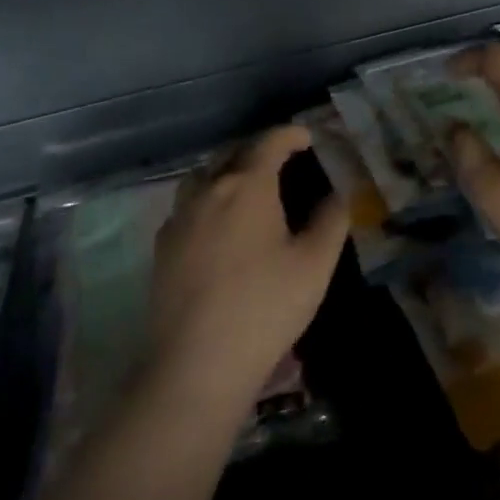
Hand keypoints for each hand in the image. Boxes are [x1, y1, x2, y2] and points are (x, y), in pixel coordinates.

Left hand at [147, 126, 347, 408]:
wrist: (197, 364)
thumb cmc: (265, 307)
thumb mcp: (315, 264)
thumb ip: (330, 221)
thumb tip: (336, 196)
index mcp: (247, 186)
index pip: (269, 143)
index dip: (289, 134)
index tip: (306, 137)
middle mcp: (208, 191)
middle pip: (232, 154)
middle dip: (258, 149)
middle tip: (281, 160)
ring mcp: (179, 218)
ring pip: (203, 176)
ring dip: (227, 171)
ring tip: (245, 186)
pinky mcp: (162, 247)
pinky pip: (186, 206)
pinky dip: (206, 199)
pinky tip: (216, 225)